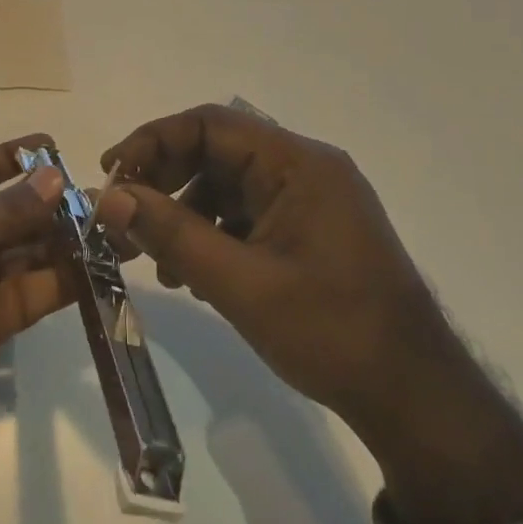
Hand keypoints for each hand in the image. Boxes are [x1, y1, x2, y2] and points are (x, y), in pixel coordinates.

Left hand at [0, 137, 73, 523]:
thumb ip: (4, 210)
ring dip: (71, 240)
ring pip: (33, 254)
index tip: (54, 146)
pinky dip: (67, 280)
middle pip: (16, 214)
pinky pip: (36, 294)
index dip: (13, 158)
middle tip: (108, 197)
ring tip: (119, 226)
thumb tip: (58, 179)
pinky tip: (101, 264)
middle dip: (56, 204)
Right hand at [96, 105, 522, 523]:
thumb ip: (171, 234)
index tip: (111, 176)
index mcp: (299, 165)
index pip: (210, 124)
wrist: (415, 399)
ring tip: (150, 259)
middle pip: (215, 152)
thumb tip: (108, 198)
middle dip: (163, 182)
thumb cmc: (331, 333)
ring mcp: (309, 201)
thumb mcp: (240, 284)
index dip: (153, 141)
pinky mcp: (307, 231)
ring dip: (181, 214)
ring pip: (224, 186)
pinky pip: (244, 215)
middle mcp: (305, 170)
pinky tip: (189, 276)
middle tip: (123, 218)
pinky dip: (209, 235)